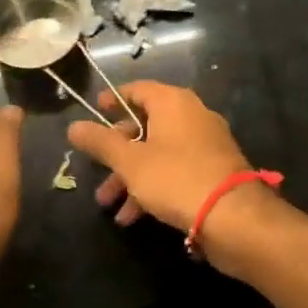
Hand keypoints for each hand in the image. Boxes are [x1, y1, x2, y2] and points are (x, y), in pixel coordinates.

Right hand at [66, 81, 250, 232]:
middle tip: (97, 174)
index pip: (137, 90)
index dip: (113, 100)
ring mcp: (206, 144)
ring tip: (111, 207)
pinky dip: (153, 187)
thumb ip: (100, 142)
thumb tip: (73, 126)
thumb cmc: (176, 178)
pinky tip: (134, 217)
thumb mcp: (130, 162)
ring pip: (158, 153)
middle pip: (145, 126)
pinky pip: (175, 171)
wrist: (233, 217)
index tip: (94, 112)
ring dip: (131, 178)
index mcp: (173, 103)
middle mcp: (192, 116)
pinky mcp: (214, 171)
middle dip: (117, 154)